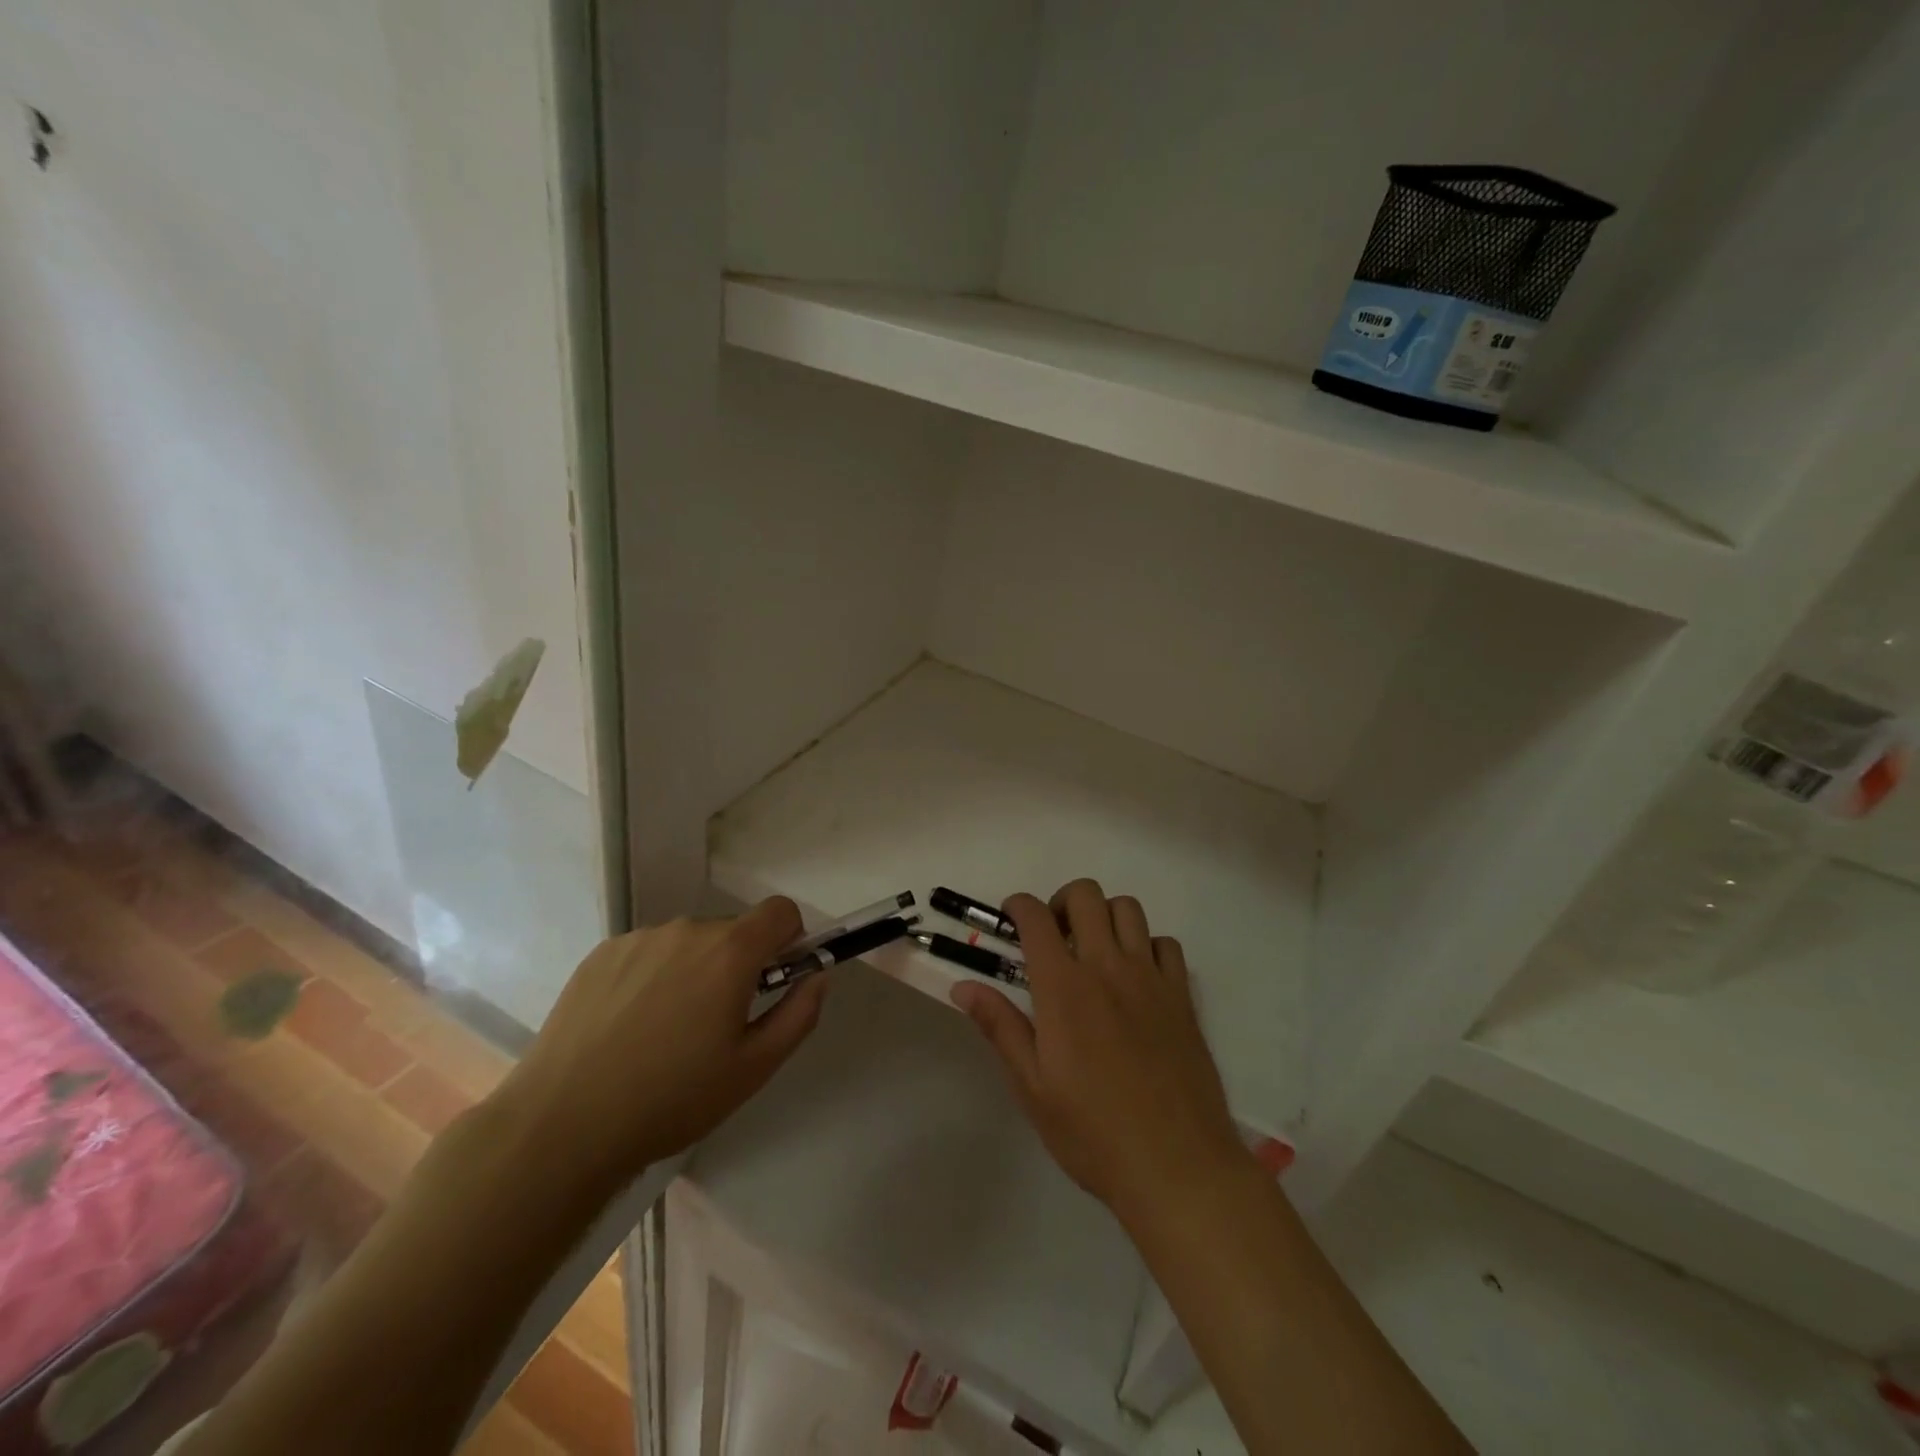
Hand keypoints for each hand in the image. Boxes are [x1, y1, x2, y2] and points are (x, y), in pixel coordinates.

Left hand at [494, 897, 822, 1205]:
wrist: (563, 1124)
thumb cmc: (672, 1098)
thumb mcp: (754, 1068)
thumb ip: (799, 1013)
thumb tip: (816, 976)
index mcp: (730, 951)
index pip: (780, 911)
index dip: (788, 939)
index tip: (775, 979)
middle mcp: (686, 930)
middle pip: (732, 931)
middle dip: (737, 964)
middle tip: (717, 1024)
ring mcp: (638, 939)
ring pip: (687, 943)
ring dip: (693, 970)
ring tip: (665, 1032)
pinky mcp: (600, 954)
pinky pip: (647, 952)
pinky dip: (652, 976)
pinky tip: (628, 1027)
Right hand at [950, 879, 1247, 1223]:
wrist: (1178, 1167)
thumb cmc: (1093, 1132)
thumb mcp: (1032, 1087)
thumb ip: (1000, 1027)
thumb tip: (963, 986)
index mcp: (1064, 988)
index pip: (1036, 918)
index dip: (1018, 905)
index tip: (1010, 917)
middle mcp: (1108, 968)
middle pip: (1085, 896)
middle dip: (1061, 901)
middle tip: (1053, 936)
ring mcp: (1150, 978)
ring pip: (1128, 908)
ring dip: (1104, 915)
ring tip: (1094, 950)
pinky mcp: (1182, 997)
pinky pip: (1166, 944)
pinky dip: (1146, 945)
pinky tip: (1136, 977)